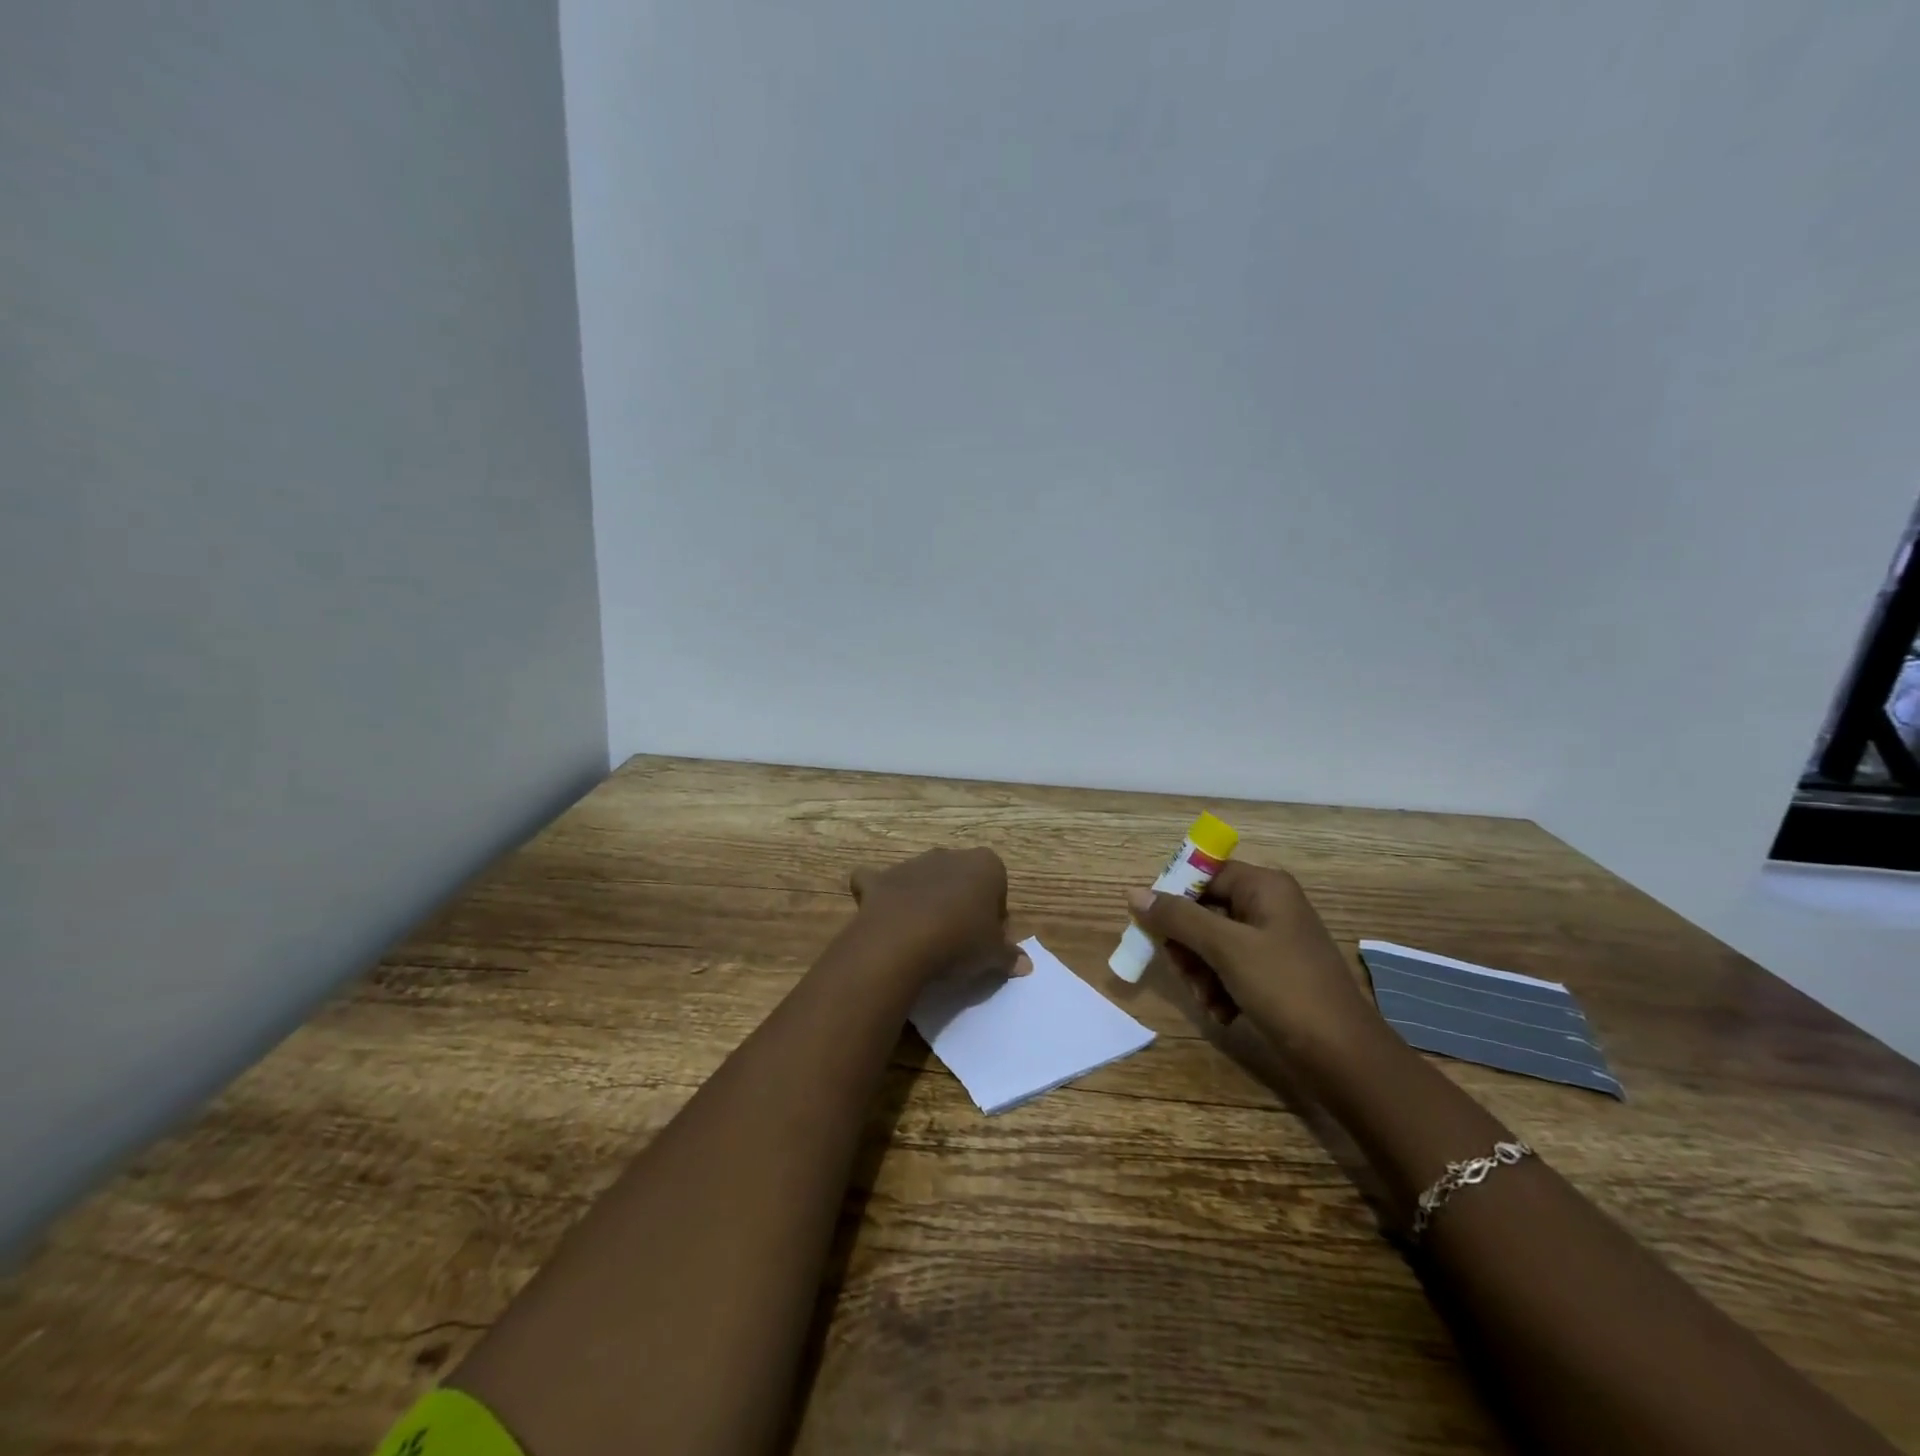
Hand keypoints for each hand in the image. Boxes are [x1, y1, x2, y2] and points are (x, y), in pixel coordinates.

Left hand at [849, 847, 1029, 990]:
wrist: (903, 942)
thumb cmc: (961, 941)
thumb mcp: (994, 954)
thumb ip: (1010, 955)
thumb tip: (1025, 964)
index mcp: (985, 864)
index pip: (997, 885)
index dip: (994, 913)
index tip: (987, 938)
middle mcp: (949, 855)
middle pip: (961, 879)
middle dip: (960, 902)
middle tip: (958, 940)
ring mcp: (911, 864)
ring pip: (924, 878)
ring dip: (925, 899)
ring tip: (923, 937)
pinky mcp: (880, 880)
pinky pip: (879, 882)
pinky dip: (880, 893)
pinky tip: (884, 915)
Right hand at [1126, 861, 1383, 1072]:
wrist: (1344, 1057)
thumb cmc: (1285, 988)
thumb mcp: (1226, 948)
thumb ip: (1178, 918)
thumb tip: (1134, 893)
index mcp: (1264, 886)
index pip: (1204, 873)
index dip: (1174, 895)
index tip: (1152, 924)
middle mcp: (1268, 906)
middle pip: (1204, 910)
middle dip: (1187, 944)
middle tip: (1182, 970)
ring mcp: (1272, 941)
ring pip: (1212, 943)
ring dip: (1200, 972)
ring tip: (1206, 1000)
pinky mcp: (1273, 974)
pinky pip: (1230, 968)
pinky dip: (1219, 988)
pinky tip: (1222, 1013)